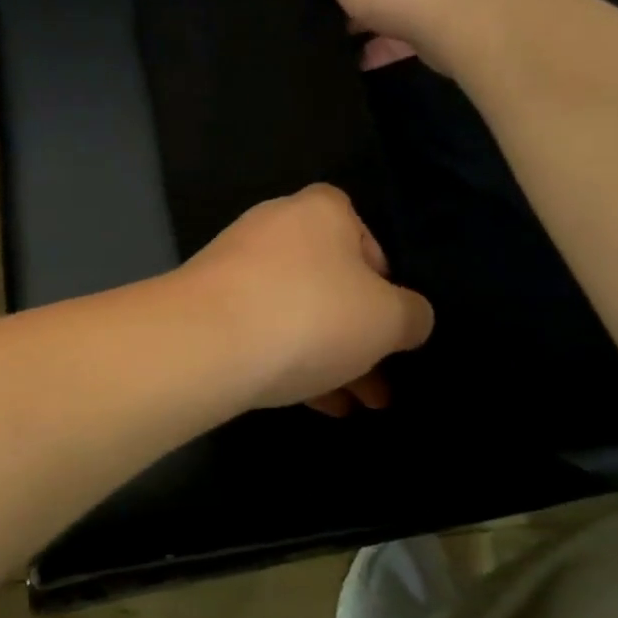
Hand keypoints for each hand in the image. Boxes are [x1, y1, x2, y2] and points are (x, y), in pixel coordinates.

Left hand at [178, 185, 433, 415]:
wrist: (206, 342)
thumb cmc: (312, 314)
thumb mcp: (388, 319)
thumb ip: (411, 316)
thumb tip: (409, 318)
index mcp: (320, 211)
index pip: (363, 233)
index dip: (383, 278)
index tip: (389, 321)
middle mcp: (275, 226)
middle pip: (330, 281)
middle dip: (360, 336)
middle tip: (383, 383)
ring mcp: (236, 264)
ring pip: (298, 311)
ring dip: (332, 357)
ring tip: (361, 406)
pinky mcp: (208, 303)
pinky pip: (263, 330)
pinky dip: (292, 361)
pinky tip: (320, 405)